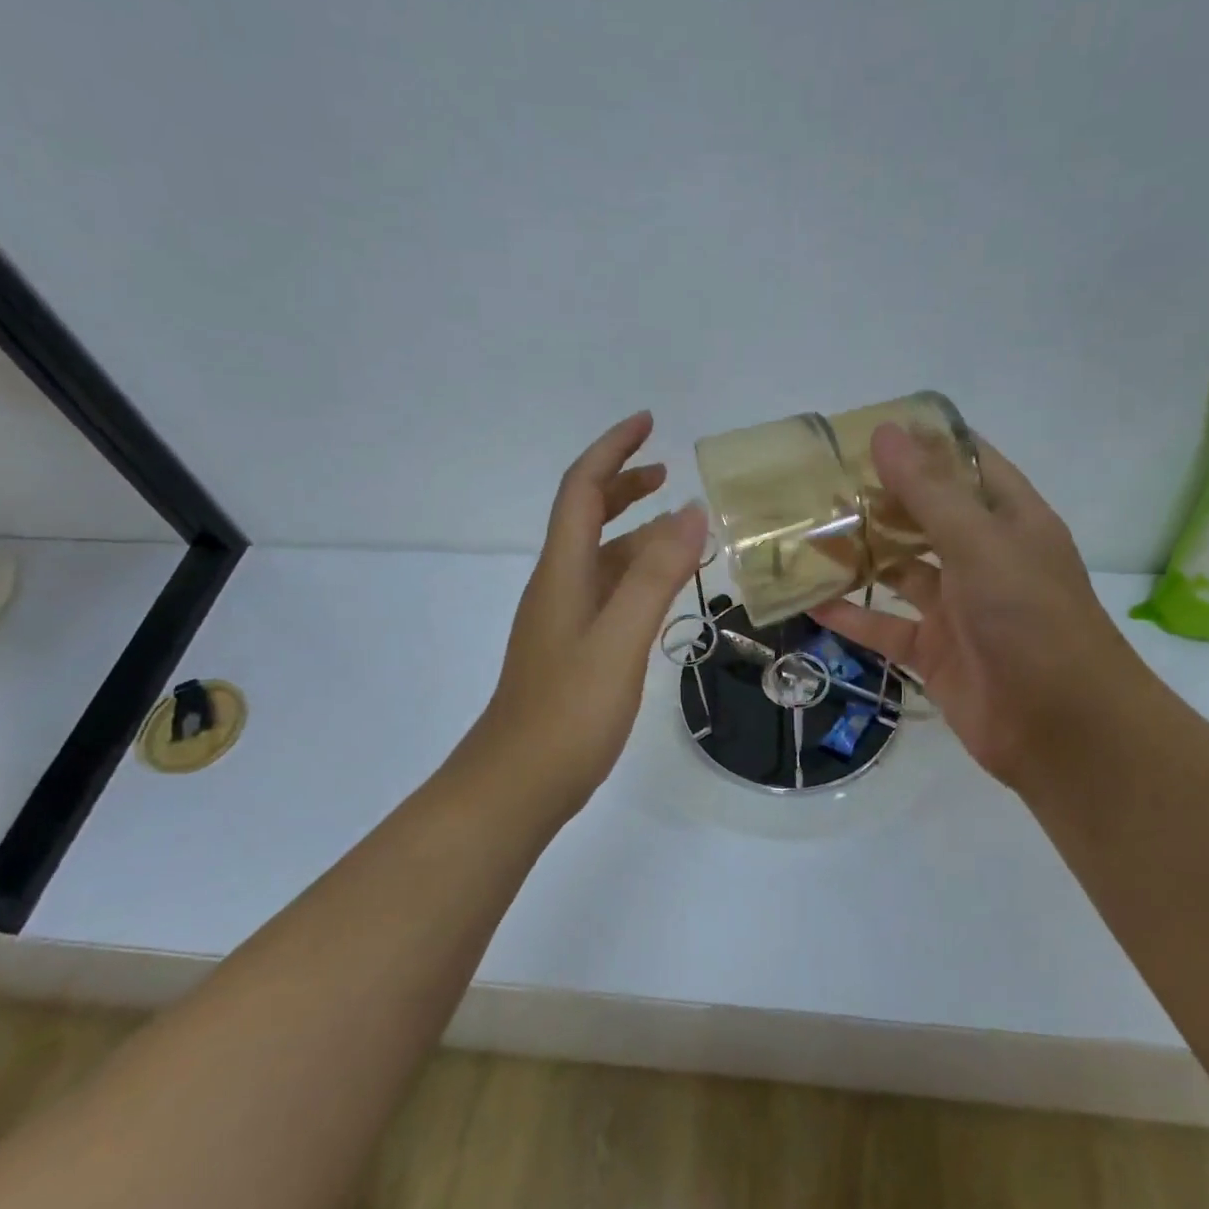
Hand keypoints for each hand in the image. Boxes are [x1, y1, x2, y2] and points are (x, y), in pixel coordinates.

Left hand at [472, 411, 706, 810]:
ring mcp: (563, 619)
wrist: (517, 785)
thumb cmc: (568, 713)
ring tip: (681, 528)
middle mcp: (558, 585)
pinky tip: (661, 590)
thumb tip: (691, 511)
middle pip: (586, 516)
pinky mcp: (572, 648)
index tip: (648, 423)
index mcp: (563, 571)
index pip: (582, 490)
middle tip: (668, 470)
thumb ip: (655, 576)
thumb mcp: (619, 640)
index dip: (612, 450)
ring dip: (635, 531)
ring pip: (600, 556)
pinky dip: (636, 573)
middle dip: (623, 483)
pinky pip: (607, 591)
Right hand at [812, 425, 1145, 793]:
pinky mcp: (934, 651)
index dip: (922, 443)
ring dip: (859, 556)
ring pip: (899, 571)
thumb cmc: (1031, 618)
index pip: (965, 465)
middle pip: (924, 517)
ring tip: (806, 535)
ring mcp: (957, 607)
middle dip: (878, 500)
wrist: (1062, 729)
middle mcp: (983, 558)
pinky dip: (851, 616)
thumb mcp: (979, 543)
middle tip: (820, 482)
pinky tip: (809, 602)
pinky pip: (885, 626)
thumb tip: (885, 431)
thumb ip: (929, 492)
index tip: (867, 430)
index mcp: (1009, 520)